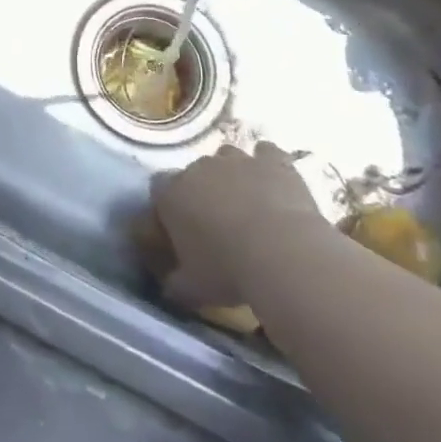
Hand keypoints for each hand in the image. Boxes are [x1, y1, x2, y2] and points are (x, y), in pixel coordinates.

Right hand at [144, 143, 329, 313]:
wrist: (282, 254)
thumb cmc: (227, 270)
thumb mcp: (192, 288)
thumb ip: (174, 283)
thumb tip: (167, 287)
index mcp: (171, 193)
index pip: (158, 187)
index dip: (168, 205)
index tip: (180, 227)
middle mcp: (199, 168)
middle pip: (194, 172)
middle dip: (203, 191)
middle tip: (218, 222)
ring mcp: (237, 160)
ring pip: (227, 156)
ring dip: (233, 174)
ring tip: (248, 202)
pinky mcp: (273, 162)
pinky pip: (267, 153)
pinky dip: (269, 163)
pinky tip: (274, 180)